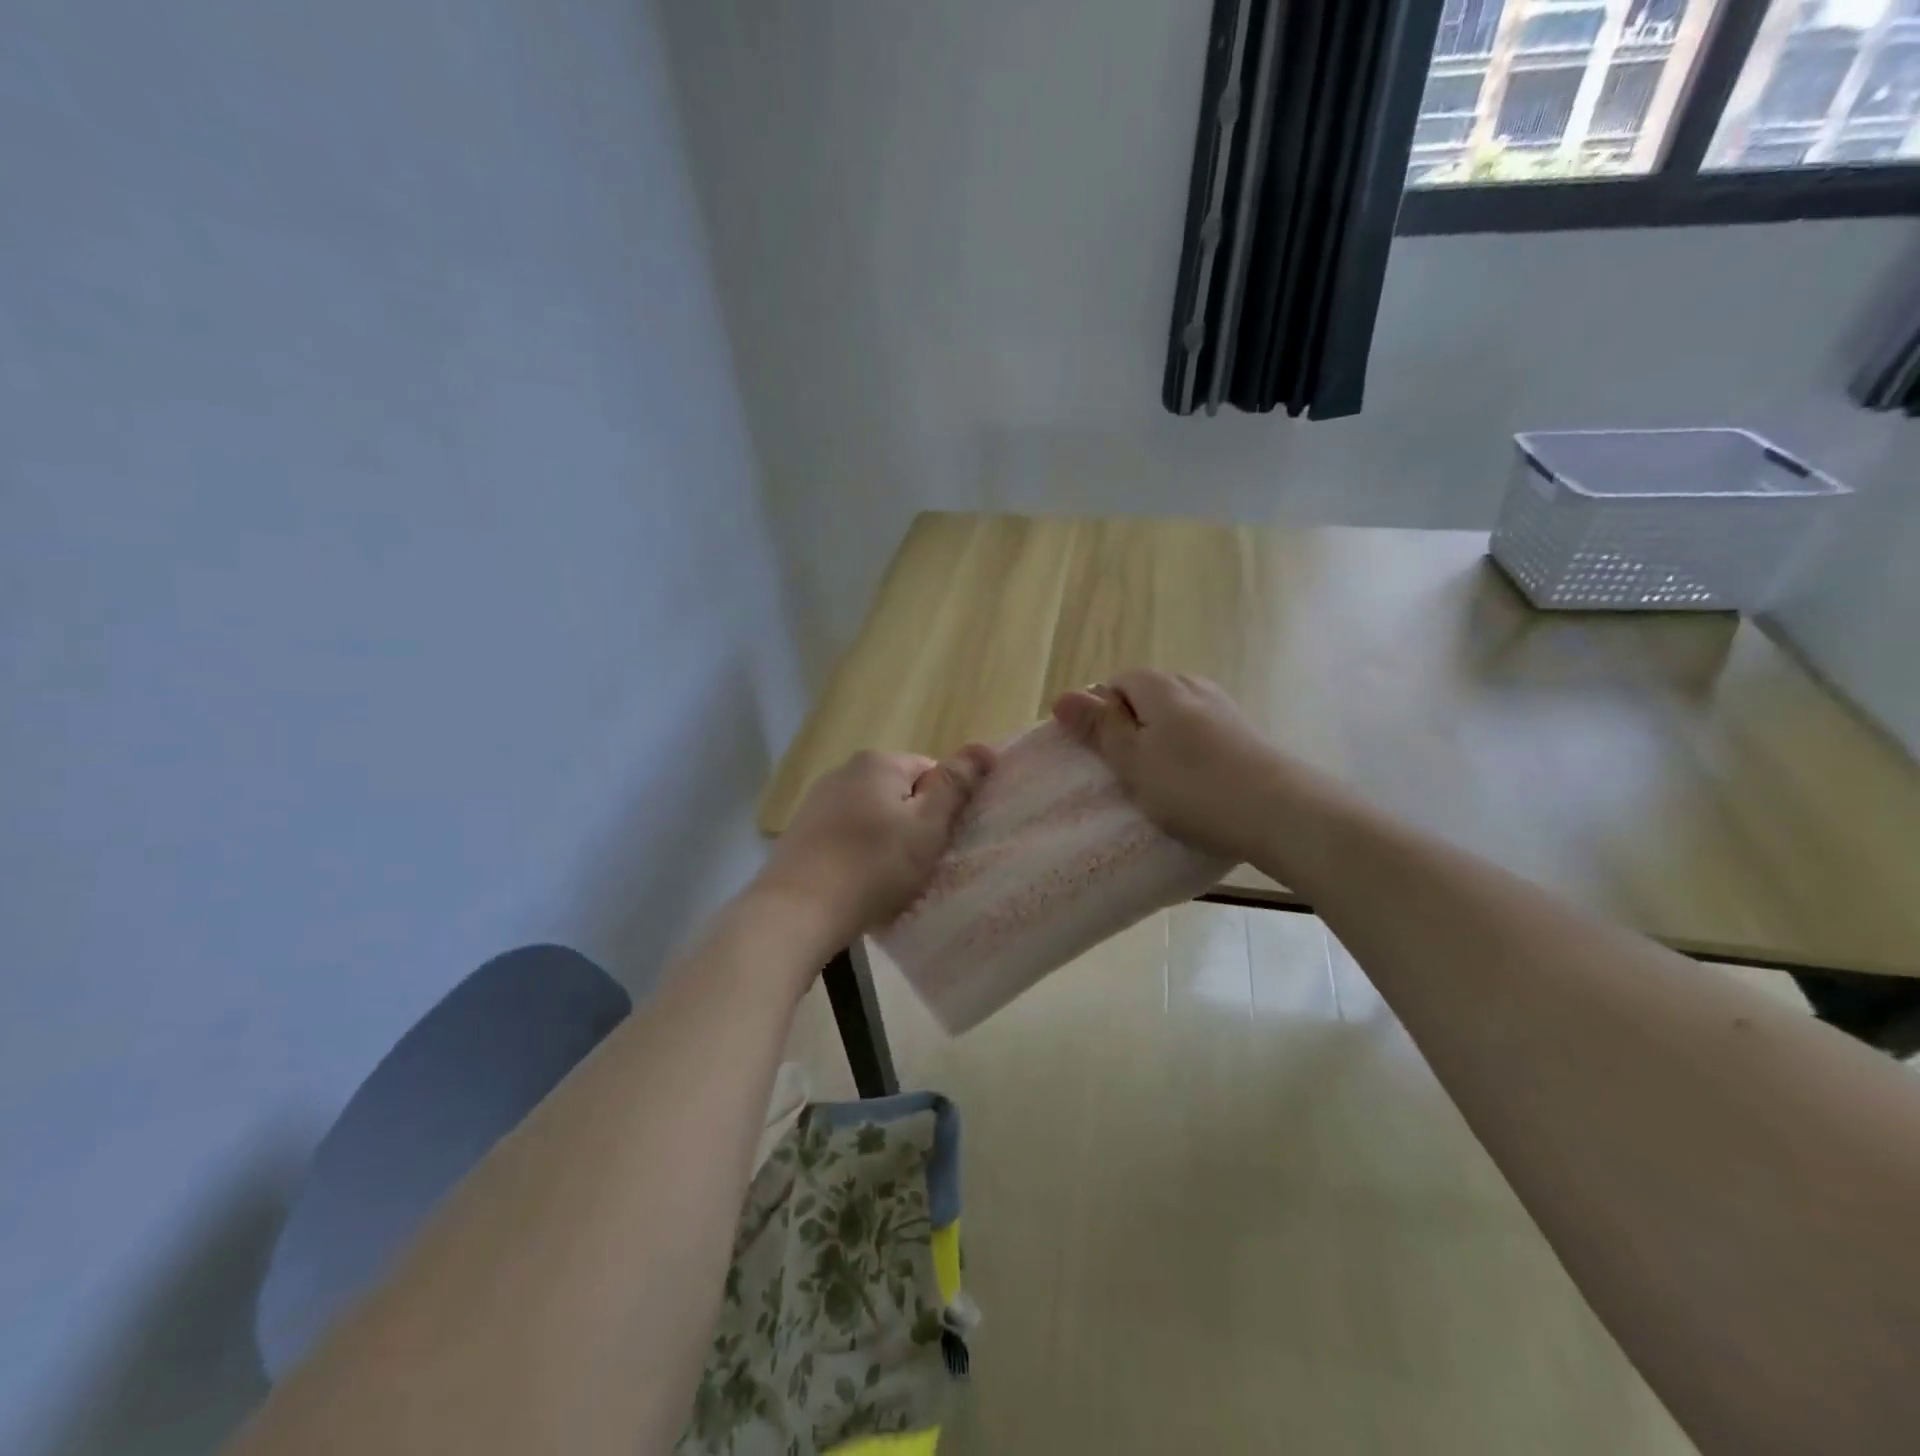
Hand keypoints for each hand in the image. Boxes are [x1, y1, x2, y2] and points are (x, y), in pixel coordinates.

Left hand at [754, 744, 995, 946]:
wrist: (797, 911)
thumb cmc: (873, 867)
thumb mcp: (927, 827)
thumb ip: (955, 786)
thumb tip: (984, 747)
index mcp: (878, 762)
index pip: (930, 772)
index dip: (943, 808)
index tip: (939, 843)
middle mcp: (844, 770)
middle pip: (899, 792)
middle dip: (912, 824)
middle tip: (917, 864)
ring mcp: (817, 800)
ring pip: (871, 815)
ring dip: (884, 840)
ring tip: (886, 878)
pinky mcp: (801, 831)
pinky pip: (845, 835)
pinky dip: (857, 853)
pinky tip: (856, 881)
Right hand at [1051, 670, 1288, 863]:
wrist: (1282, 812)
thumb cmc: (1192, 786)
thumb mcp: (1132, 760)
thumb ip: (1099, 727)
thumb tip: (1062, 696)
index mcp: (1159, 686)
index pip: (1115, 683)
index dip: (1100, 715)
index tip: (1100, 755)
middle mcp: (1192, 685)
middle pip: (1145, 697)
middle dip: (1129, 728)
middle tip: (1125, 772)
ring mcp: (1223, 708)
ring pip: (1174, 717)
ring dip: (1159, 743)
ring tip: (1159, 783)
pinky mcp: (1244, 734)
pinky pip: (1200, 734)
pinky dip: (1188, 754)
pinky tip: (1194, 785)